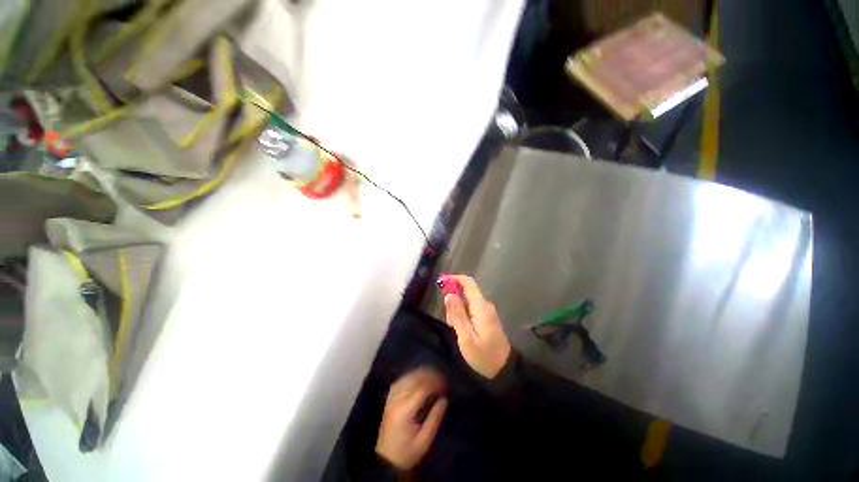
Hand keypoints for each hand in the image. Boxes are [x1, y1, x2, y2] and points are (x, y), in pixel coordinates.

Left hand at [376, 367, 447, 469]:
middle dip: (430, 375)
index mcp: (404, 410)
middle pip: (414, 378)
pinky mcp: (389, 398)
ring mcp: (391, 397)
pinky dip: (412, 376)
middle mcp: (396, 399)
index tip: (446, 386)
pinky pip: (401, 380)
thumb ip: (434, 419)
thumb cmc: (406, 453)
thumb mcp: (423, 441)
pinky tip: (419, 377)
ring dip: (421, 374)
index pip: (422, 388)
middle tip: (442, 379)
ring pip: (407, 377)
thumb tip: (444, 399)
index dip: (435, 383)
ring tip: (434, 376)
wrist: (385, 459)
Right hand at [444, 275, 511, 378]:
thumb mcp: (466, 338)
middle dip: (453, 302)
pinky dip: (462, 316)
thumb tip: (449, 294)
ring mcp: (486, 311)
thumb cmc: (483, 356)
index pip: (468, 283)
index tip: (441, 283)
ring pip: (466, 302)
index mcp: (481, 307)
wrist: (504, 370)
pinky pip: (470, 309)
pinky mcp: (486, 318)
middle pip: (465, 292)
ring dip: (457, 311)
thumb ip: (457, 314)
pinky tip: (462, 331)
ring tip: (456, 329)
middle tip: (450, 322)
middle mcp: (484, 305)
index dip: (454, 279)